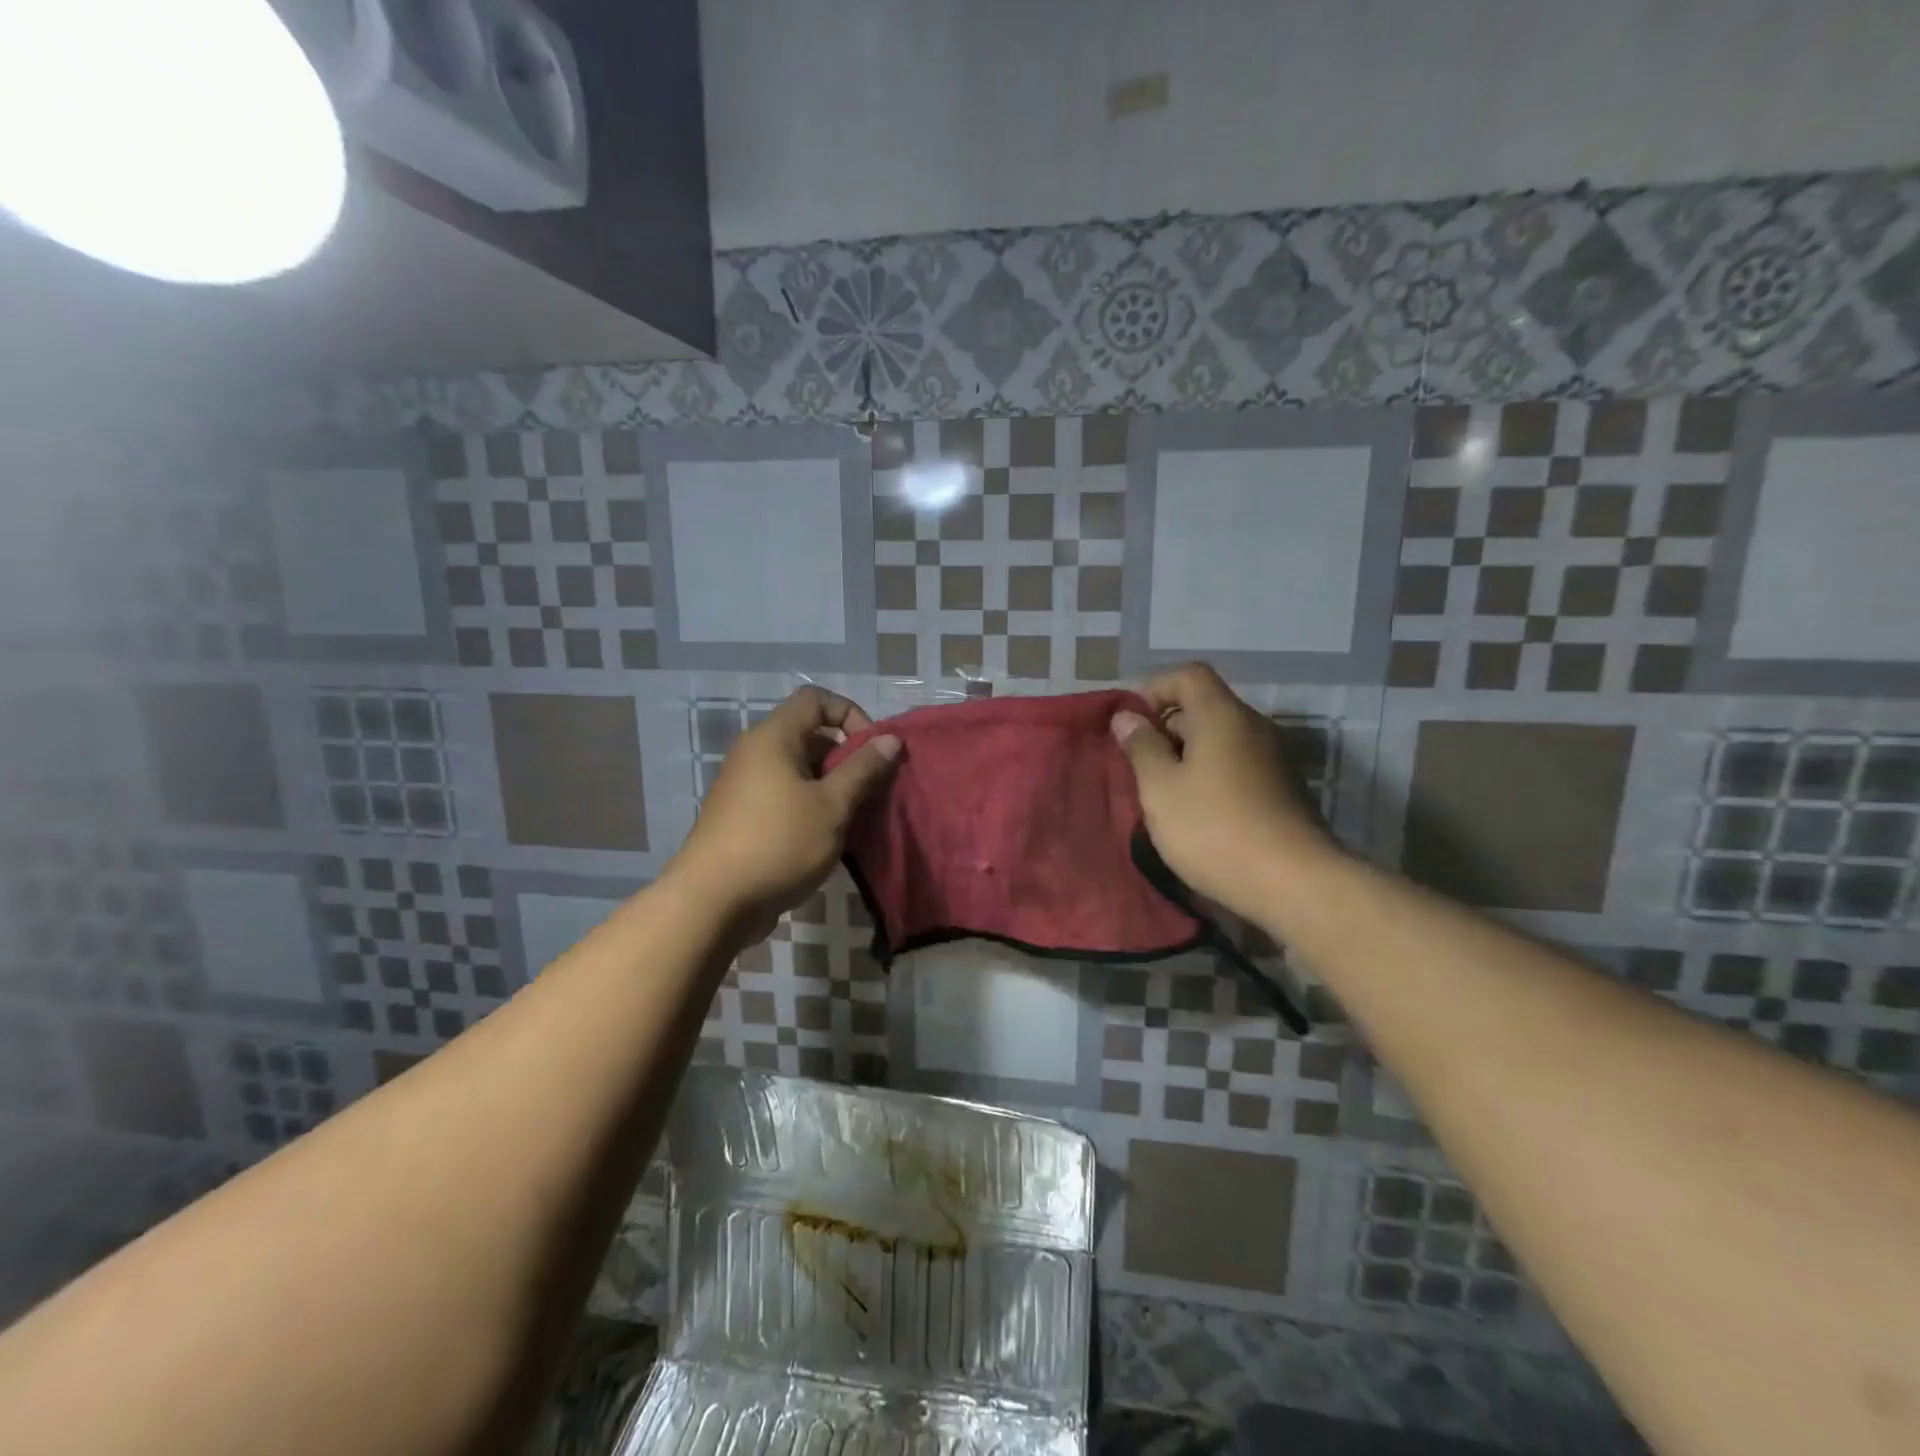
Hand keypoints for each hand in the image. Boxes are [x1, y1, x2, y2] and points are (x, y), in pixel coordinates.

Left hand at [669, 687, 899, 940]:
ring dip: (831, 786)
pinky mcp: (743, 816)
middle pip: (809, 735)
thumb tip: (891, 739)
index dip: (851, 715)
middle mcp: (755, 753)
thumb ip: (863, 769)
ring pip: (799, 770)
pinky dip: (810, 805)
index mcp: (773, 737)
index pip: (816, 699)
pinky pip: (785, 795)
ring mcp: (745, 786)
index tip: (872, 750)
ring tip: (854, 817)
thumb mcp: (832, 806)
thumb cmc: (778, 843)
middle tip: (870, 790)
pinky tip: (828, 837)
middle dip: (846, 756)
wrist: (712, 903)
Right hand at [1111, 663, 1334, 920]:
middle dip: (1167, 729)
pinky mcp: (1284, 790)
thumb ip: (1141, 747)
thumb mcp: (1161, 789)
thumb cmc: (1214, 828)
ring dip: (1188, 757)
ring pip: (1221, 741)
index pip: (1189, 675)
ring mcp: (1274, 759)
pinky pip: (1238, 766)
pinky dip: (1212, 776)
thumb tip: (1127, 716)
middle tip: (1140, 767)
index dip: (1155, 688)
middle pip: (1205, 707)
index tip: (1133, 723)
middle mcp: (1253, 727)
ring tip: (1164, 794)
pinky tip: (1198, 814)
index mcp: (1222, 716)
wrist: (1294, 883)